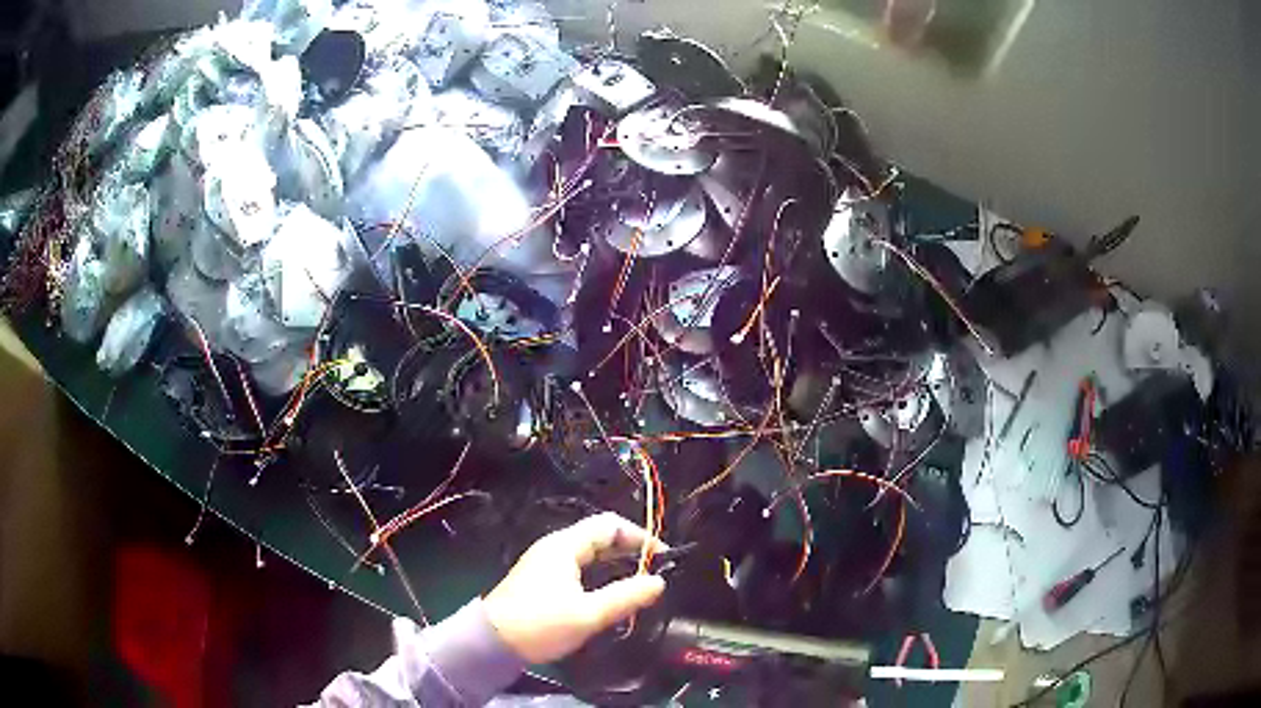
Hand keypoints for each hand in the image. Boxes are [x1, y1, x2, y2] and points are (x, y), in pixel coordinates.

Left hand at [483, 512, 666, 663]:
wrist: (492, 643)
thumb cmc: (540, 624)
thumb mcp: (588, 614)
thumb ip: (626, 596)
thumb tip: (659, 581)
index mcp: (564, 546)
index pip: (609, 525)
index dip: (639, 536)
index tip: (662, 557)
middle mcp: (555, 547)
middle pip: (599, 537)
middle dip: (630, 550)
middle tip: (655, 572)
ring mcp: (546, 563)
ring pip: (589, 554)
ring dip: (616, 564)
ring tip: (639, 583)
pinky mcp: (541, 581)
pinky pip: (579, 568)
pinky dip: (600, 574)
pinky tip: (611, 594)